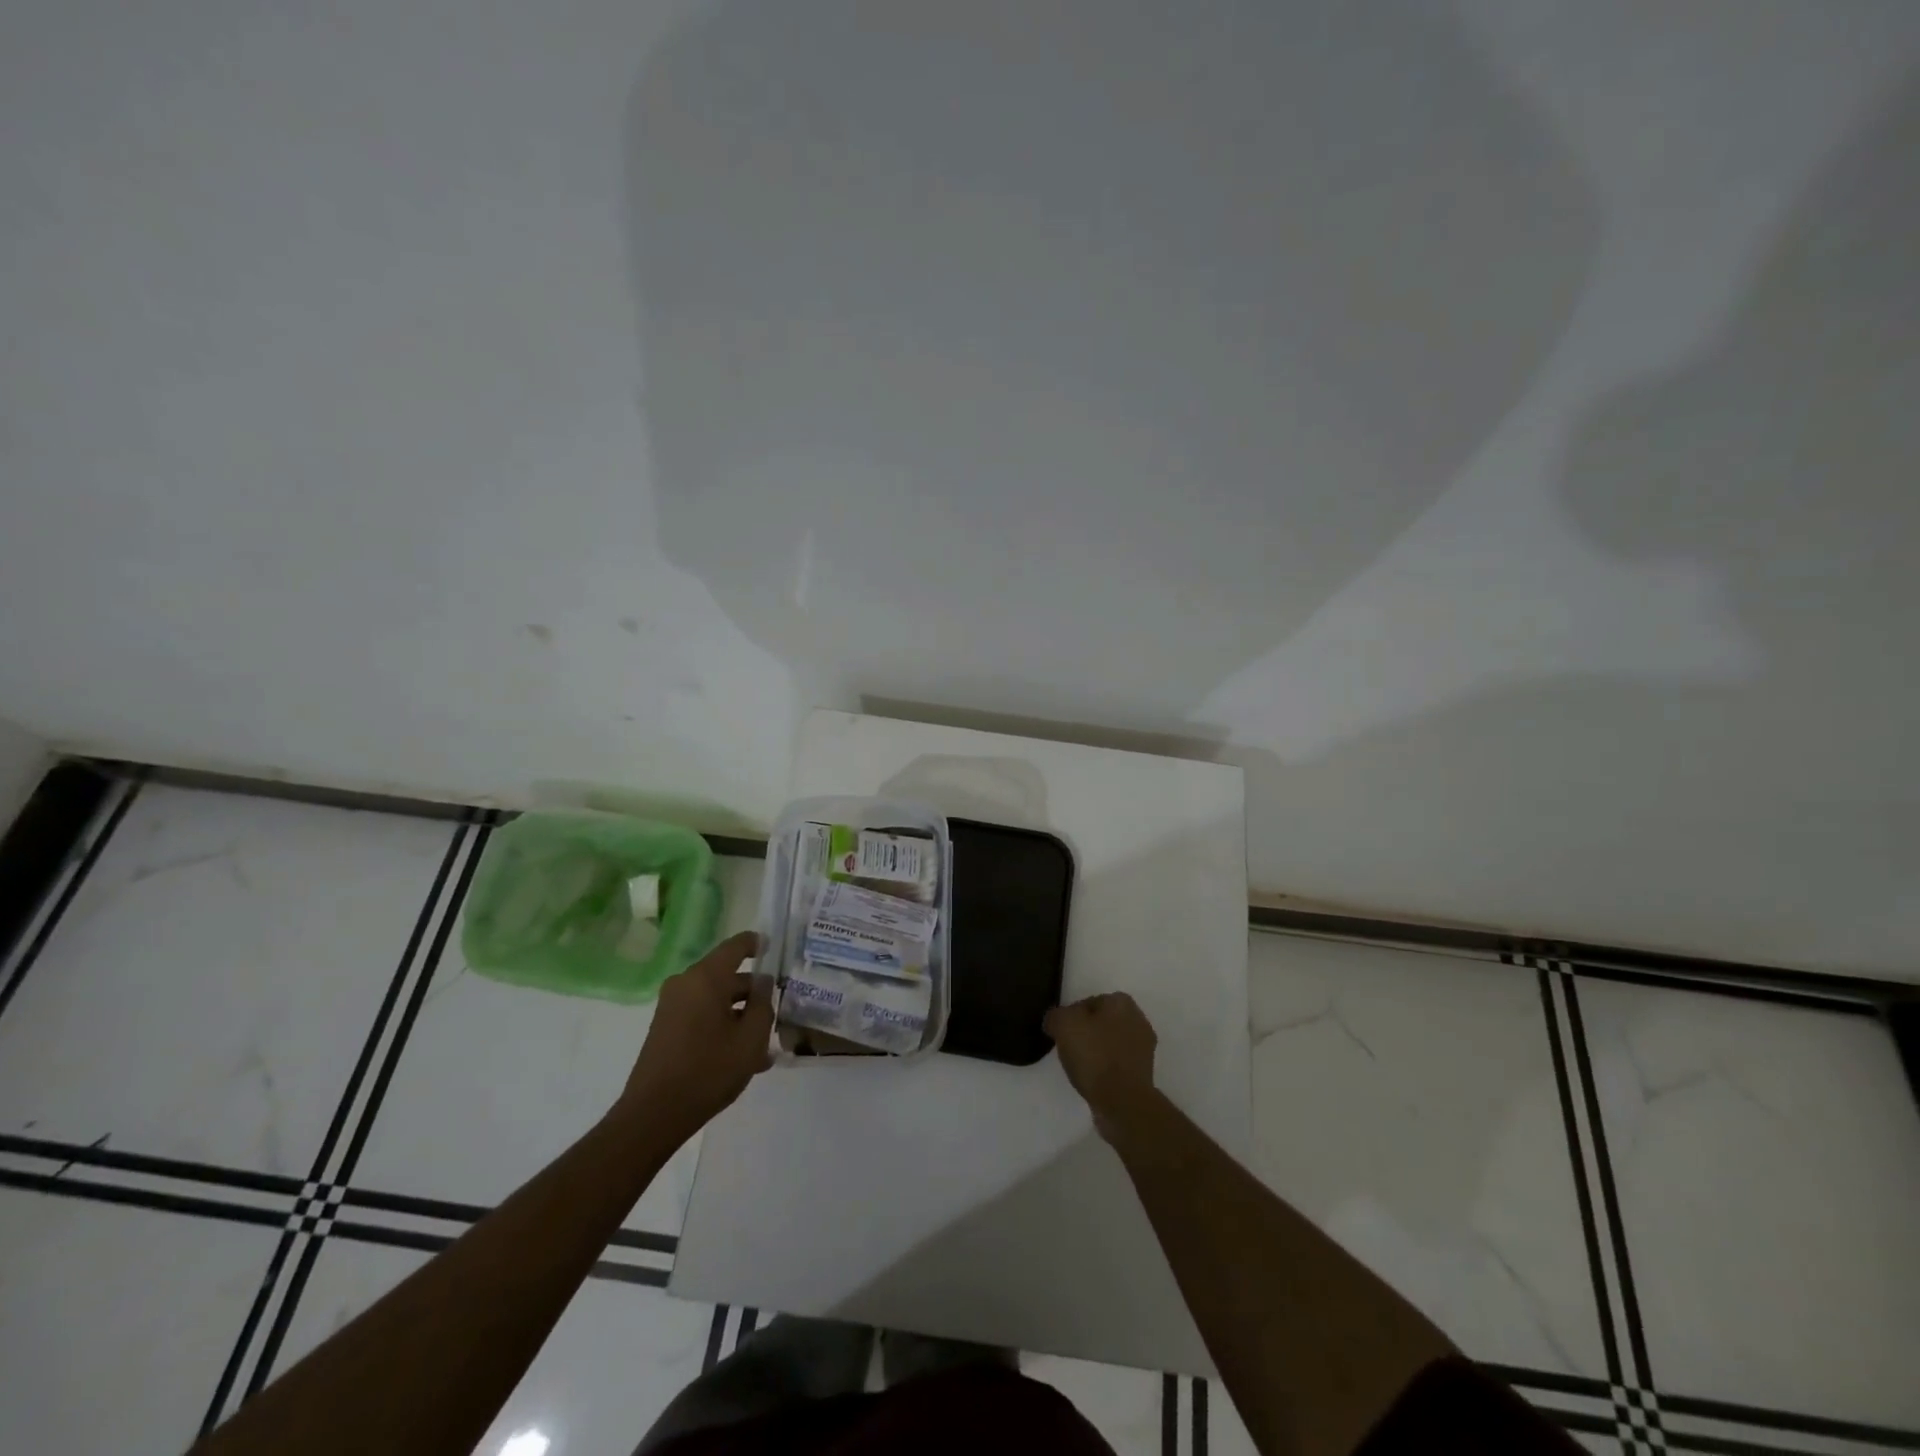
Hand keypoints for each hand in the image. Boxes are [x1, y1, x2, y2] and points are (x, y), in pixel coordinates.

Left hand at [620, 931, 773, 1138]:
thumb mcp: (751, 1038)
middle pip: (727, 975)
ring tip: (764, 1043)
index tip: (776, 951)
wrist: (653, 1115)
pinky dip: (722, 1025)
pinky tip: (741, 1056)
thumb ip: (763, 1004)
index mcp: (706, 977)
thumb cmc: (709, 1070)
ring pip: (715, 998)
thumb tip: (763, 982)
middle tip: (777, 1011)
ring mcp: (671, 1006)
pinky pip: (701, 1014)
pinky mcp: (665, 1027)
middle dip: (753, 992)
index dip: (758, 944)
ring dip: (739, 1014)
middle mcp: (685, 983)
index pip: (737, 945)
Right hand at [1043, 992, 1157, 1140]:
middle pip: (1101, 1022)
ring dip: (1097, 1052)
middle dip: (1086, 1033)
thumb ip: (1056, 1016)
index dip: (1071, 1016)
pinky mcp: (1145, 1073)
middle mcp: (1138, 1019)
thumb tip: (1055, 1021)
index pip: (1088, 1002)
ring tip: (1080, 1067)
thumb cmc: (1094, 1055)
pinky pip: (1118, 1063)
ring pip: (1111, 1043)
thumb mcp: (1063, 1024)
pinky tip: (1094, 1080)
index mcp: (1121, 1002)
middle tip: (1069, 1049)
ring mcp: (1144, 1047)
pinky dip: (1106, 1069)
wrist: (1123, 1101)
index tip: (1061, 1033)